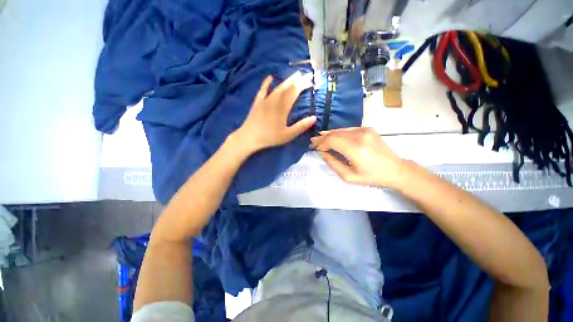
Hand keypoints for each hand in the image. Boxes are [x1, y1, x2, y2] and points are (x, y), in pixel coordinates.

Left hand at [235, 72, 316, 152]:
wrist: (249, 137)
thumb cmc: (270, 137)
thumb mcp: (288, 135)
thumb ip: (301, 126)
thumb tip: (314, 118)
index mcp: (283, 107)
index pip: (295, 92)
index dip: (303, 85)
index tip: (311, 80)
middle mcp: (275, 100)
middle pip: (287, 87)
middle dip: (297, 80)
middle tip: (305, 74)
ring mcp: (265, 100)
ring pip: (278, 87)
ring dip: (287, 80)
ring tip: (295, 74)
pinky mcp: (258, 102)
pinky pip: (262, 90)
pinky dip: (266, 83)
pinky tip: (270, 77)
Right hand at [310, 127, 405, 188]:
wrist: (396, 169)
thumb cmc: (372, 176)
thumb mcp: (349, 176)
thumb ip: (333, 164)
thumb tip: (323, 153)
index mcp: (355, 149)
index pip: (331, 141)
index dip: (321, 144)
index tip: (314, 148)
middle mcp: (359, 136)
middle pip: (334, 134)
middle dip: (322, 138)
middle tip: (313, 141)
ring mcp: (364, 130)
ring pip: (340, 130)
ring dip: (329, 134)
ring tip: (319, 138)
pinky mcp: (368, 129)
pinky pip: (348, 129)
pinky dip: (338, 133)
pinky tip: (332, 135)